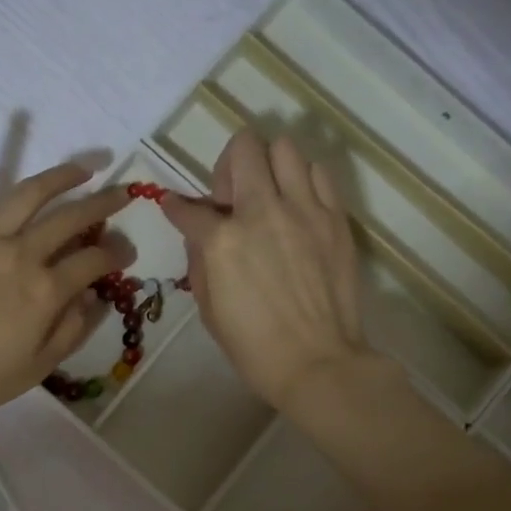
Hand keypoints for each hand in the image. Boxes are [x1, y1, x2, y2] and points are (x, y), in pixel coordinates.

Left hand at [0, 128, 132, 418]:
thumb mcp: (36, 368)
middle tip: (121, 193)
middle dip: (102, 205)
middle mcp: (20, 255)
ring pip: (26, 196)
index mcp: (45, 291)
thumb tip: (94, 298)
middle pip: (69, 220)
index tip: (127, 252)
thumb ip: (71, 330)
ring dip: (58, 177)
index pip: (93, 262)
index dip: (116, 254)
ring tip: (81, 167)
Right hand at [160, 131, 375, 411]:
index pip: (188, 208)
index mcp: (222, 241)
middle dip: (229, 166)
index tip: (176, 208)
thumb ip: (199, 262)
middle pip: (244, 148)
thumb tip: (199, 235)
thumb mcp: (208, 309)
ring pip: (285, 148)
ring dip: (269, 166)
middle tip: (233, 197)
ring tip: (271, 195)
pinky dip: (303, 181)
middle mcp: (262, 211)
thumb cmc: (254, 347)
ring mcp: (304, 210)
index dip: (176, 208)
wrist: (317, 363)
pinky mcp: (335, 218)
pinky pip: (319, 174)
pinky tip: (299, 207)